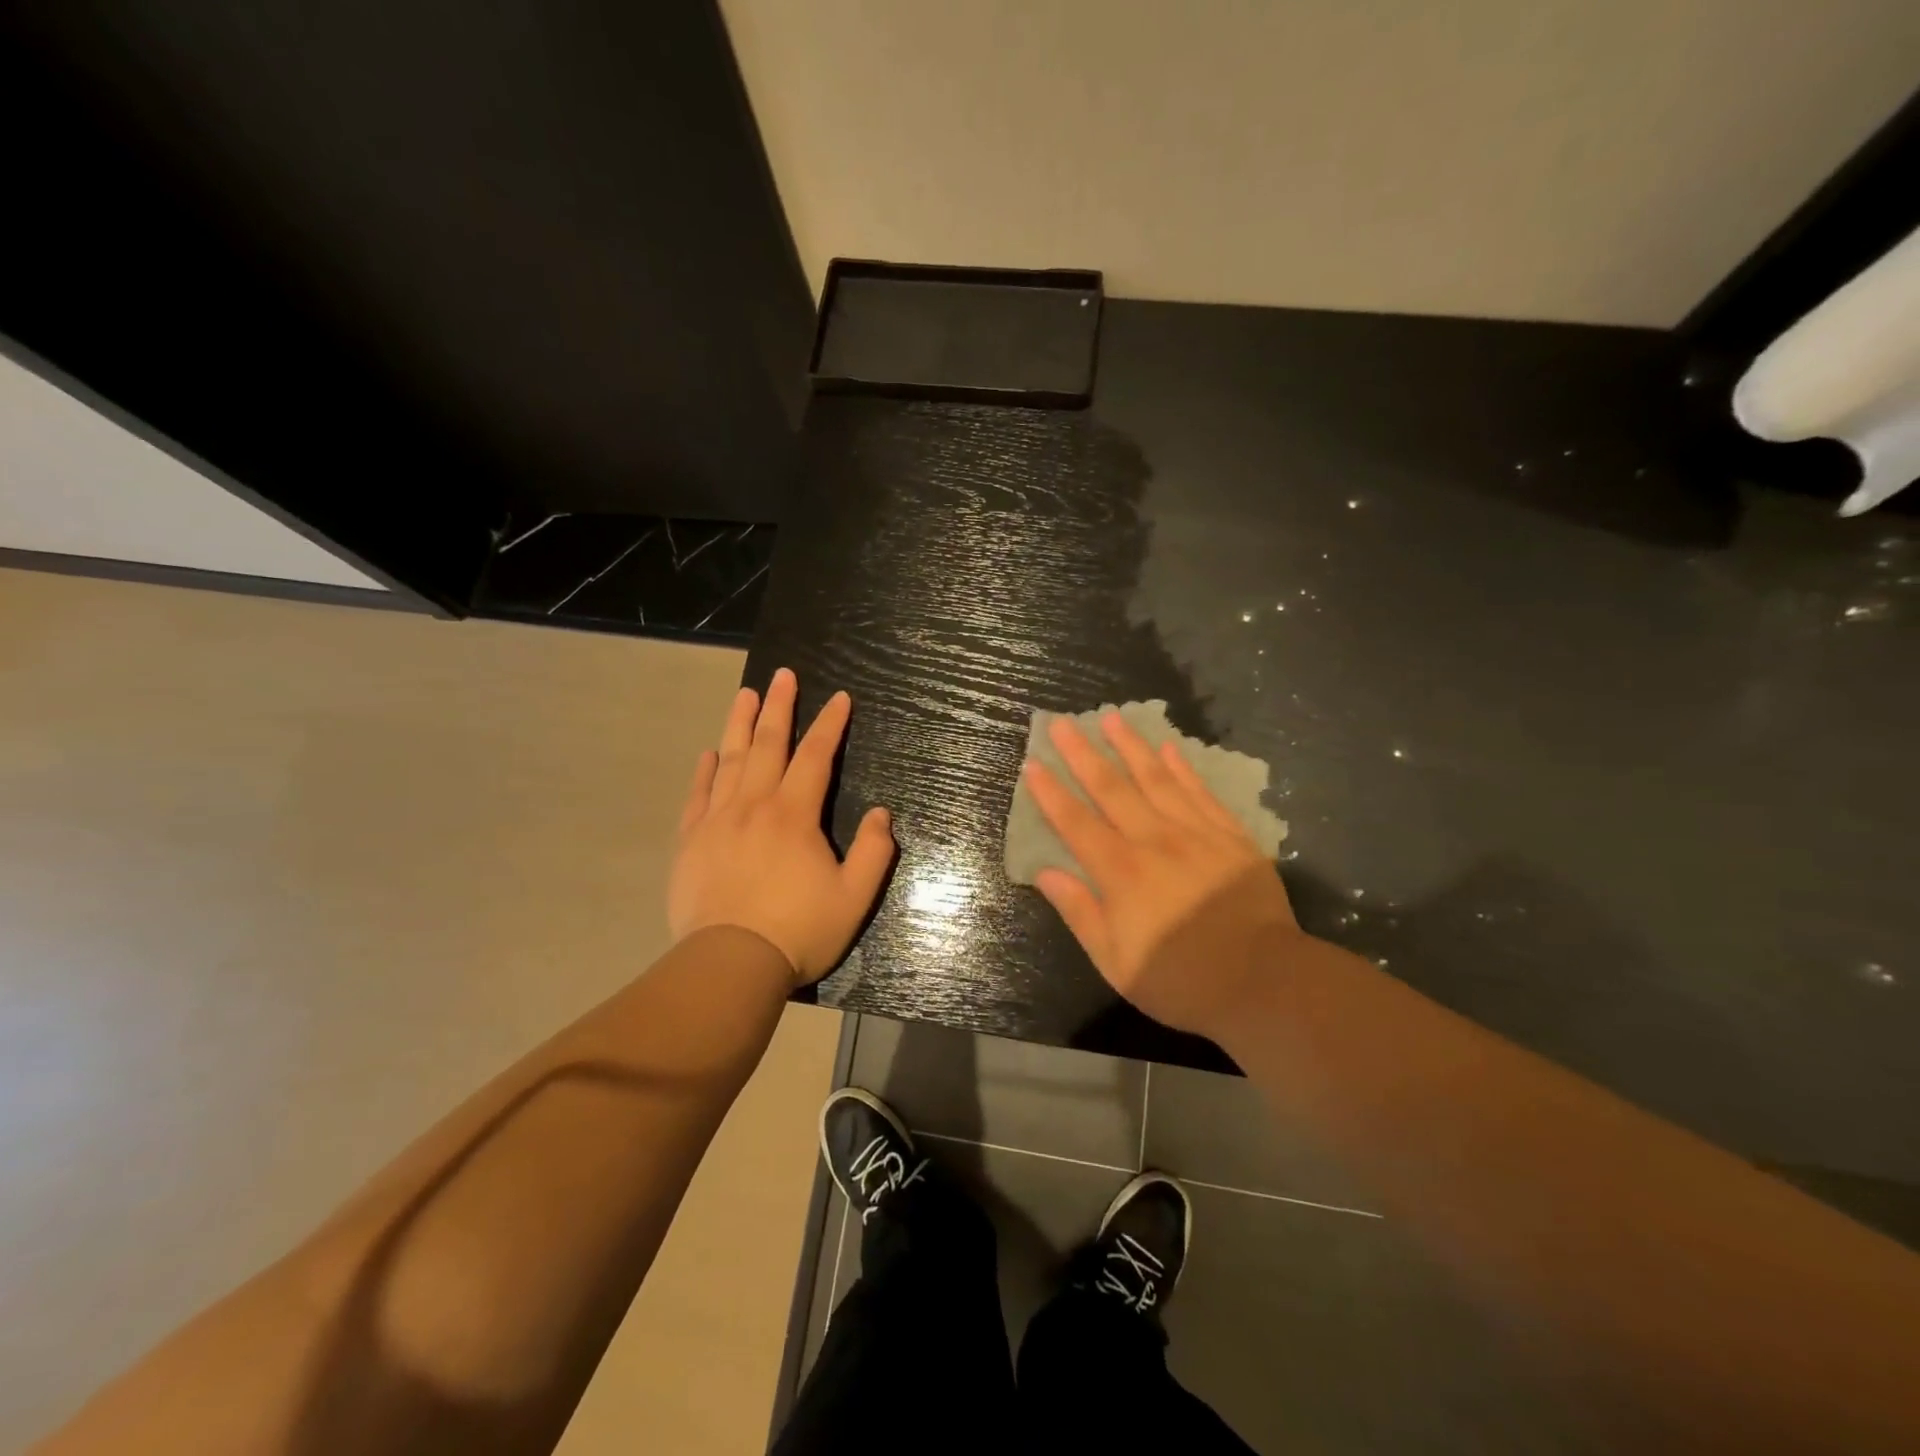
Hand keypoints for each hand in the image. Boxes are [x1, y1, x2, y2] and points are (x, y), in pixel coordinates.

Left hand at [669, 668, 894, 984]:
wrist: (730, 964)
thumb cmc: (799, 930)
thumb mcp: (854, 897)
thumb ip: (874, 852)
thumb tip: (882, 814)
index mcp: (794, 815)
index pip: (815, 756)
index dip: (830, 724)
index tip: (840, 698)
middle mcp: (754, 805)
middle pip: (768, 744)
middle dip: (780, 707)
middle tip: (784, 675)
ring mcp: (717, 821)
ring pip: (730, 760)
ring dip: (740, 724)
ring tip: (746, 694)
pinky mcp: (691, 842)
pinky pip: (698, 796)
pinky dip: (704, 771)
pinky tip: (709, 754)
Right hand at [1024, 712, 1301, 1035]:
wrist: (1265, 982)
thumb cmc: (1182, 979)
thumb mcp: (1116, 962)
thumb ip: (1080, 912)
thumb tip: (1045, 873)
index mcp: (1121, 873)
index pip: (1076, 823)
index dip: (1051, 793)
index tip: (1033, 764)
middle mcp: (1154, 841)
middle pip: (1112, 789)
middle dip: (1083, 754)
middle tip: (1063, 723)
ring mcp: (1196, 834)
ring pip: (1156, 780)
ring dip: (1131, 747)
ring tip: (1112, 717)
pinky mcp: (1230, 837)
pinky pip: (1201, 793)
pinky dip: (1183, 769)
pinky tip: (1169, 749)